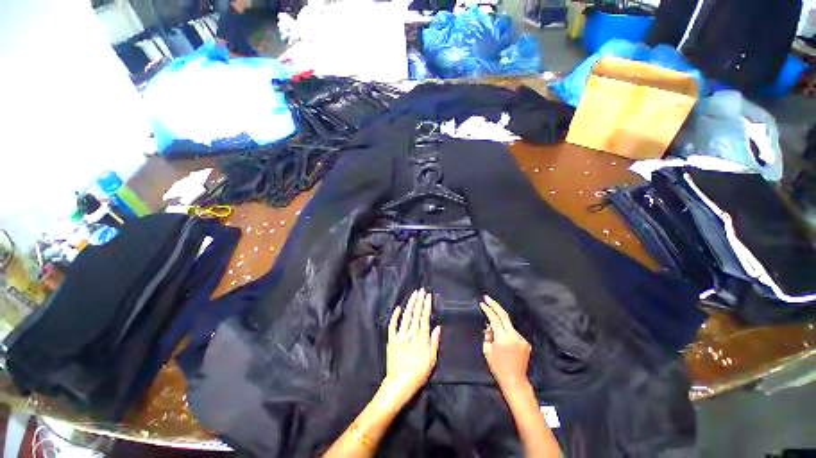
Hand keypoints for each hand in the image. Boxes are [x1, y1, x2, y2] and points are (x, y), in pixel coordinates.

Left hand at [382, 289, 440, 406]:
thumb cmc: (418, 374)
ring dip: (410, 304)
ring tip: (414, 294)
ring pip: (406, 316)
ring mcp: (400, 336)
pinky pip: (392, 325)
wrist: (399, 384)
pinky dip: (395, 316)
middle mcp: (411, 334)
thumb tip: (437, 327)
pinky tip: (398, 308)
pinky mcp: (391, 339)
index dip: (426, 306)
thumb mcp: (431, 361)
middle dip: (419, 301)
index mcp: (421, 338)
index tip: (428, 296)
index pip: (424, 318)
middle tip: (421, 290)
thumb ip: (434, 343)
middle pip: (416, 314)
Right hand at [480, 295, 531, 390]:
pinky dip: (506, 331)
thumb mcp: (487, 350)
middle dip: (495, 305)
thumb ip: (488, 335)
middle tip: (487, 298)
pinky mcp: (526, 342)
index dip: (488, 310)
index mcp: (503, 338)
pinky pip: (513, 332)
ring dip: (500, 322)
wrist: (515, 381)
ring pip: (508, 324)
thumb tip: (490, 326)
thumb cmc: (498, 367)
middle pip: (504, 315)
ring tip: (492, 327)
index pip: (494, 318)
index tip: (482, 303)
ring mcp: (521, 339)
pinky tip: (502, 338)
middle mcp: (514, 336)